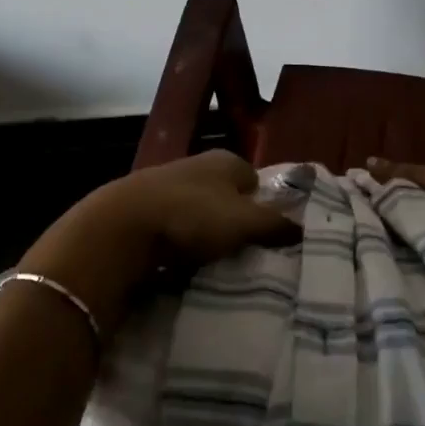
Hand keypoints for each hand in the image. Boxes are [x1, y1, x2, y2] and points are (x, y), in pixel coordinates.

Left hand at [20, 151, 300, 334]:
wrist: (120, 228)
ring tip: (211, 263)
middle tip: (242, 252)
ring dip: (202, 234)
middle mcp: (194, 166)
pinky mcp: (139, 210)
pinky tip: (178, 264)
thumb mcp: (244, 222)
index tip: (264, 235)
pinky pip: (170, 228)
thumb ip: (275, 225)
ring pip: (196, 212)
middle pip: (224, 195)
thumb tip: (304, 229)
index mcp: (224, 160)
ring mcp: (164, 186)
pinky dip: (176, 243)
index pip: (253, 179)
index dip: (261, 205)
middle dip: (232, 220)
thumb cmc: (192, 216)